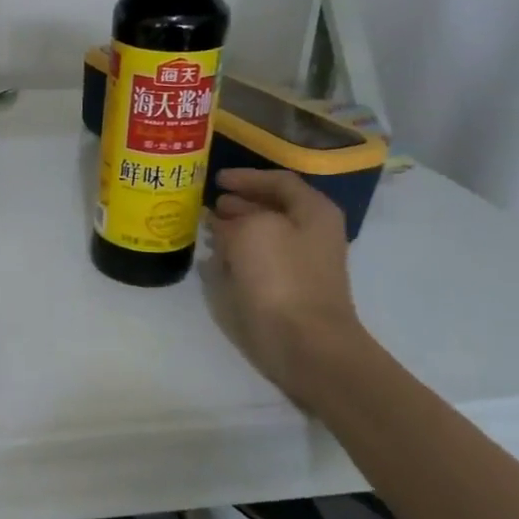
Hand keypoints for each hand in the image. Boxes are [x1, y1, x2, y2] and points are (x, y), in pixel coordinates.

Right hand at [205, 168, 367, 397]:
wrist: (304, 341)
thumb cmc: (282, 276)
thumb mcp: (252, 230)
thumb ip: (235, 217)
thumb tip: (223, 222)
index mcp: (313, 212)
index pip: (279, 181)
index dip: (247, 177)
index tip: (217, 179)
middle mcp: (311, 233)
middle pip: (273, 208)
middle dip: (239, 203)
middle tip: (209, 203)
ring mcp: (301, 264)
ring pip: (263, 235)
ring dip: (235, 229)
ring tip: (206, 228)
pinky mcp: (286, 289)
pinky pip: (258, 261)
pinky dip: (236, 255)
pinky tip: (214, 258)